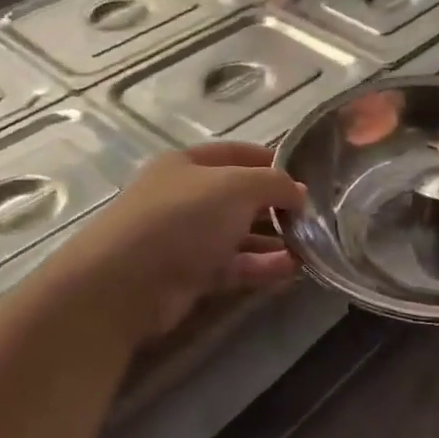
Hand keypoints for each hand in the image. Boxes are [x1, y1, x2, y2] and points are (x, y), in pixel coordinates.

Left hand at [39, 142, 304, 341]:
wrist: (126, 283)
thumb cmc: (182, 218)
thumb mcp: (237, 187)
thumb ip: (274, 183)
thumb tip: (299, 192)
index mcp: (186, 164)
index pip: (236, 154)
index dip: (271, 161)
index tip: (306, 175)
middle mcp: (184, 197)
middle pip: (238, 197)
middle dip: (275, 206)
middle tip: (312, 217)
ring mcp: (185, 238)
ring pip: (238, 235)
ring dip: (273, 240)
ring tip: (309, 247)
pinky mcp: (189, 276)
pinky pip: (233, 266)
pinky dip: (261, 266)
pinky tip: (291, 270)